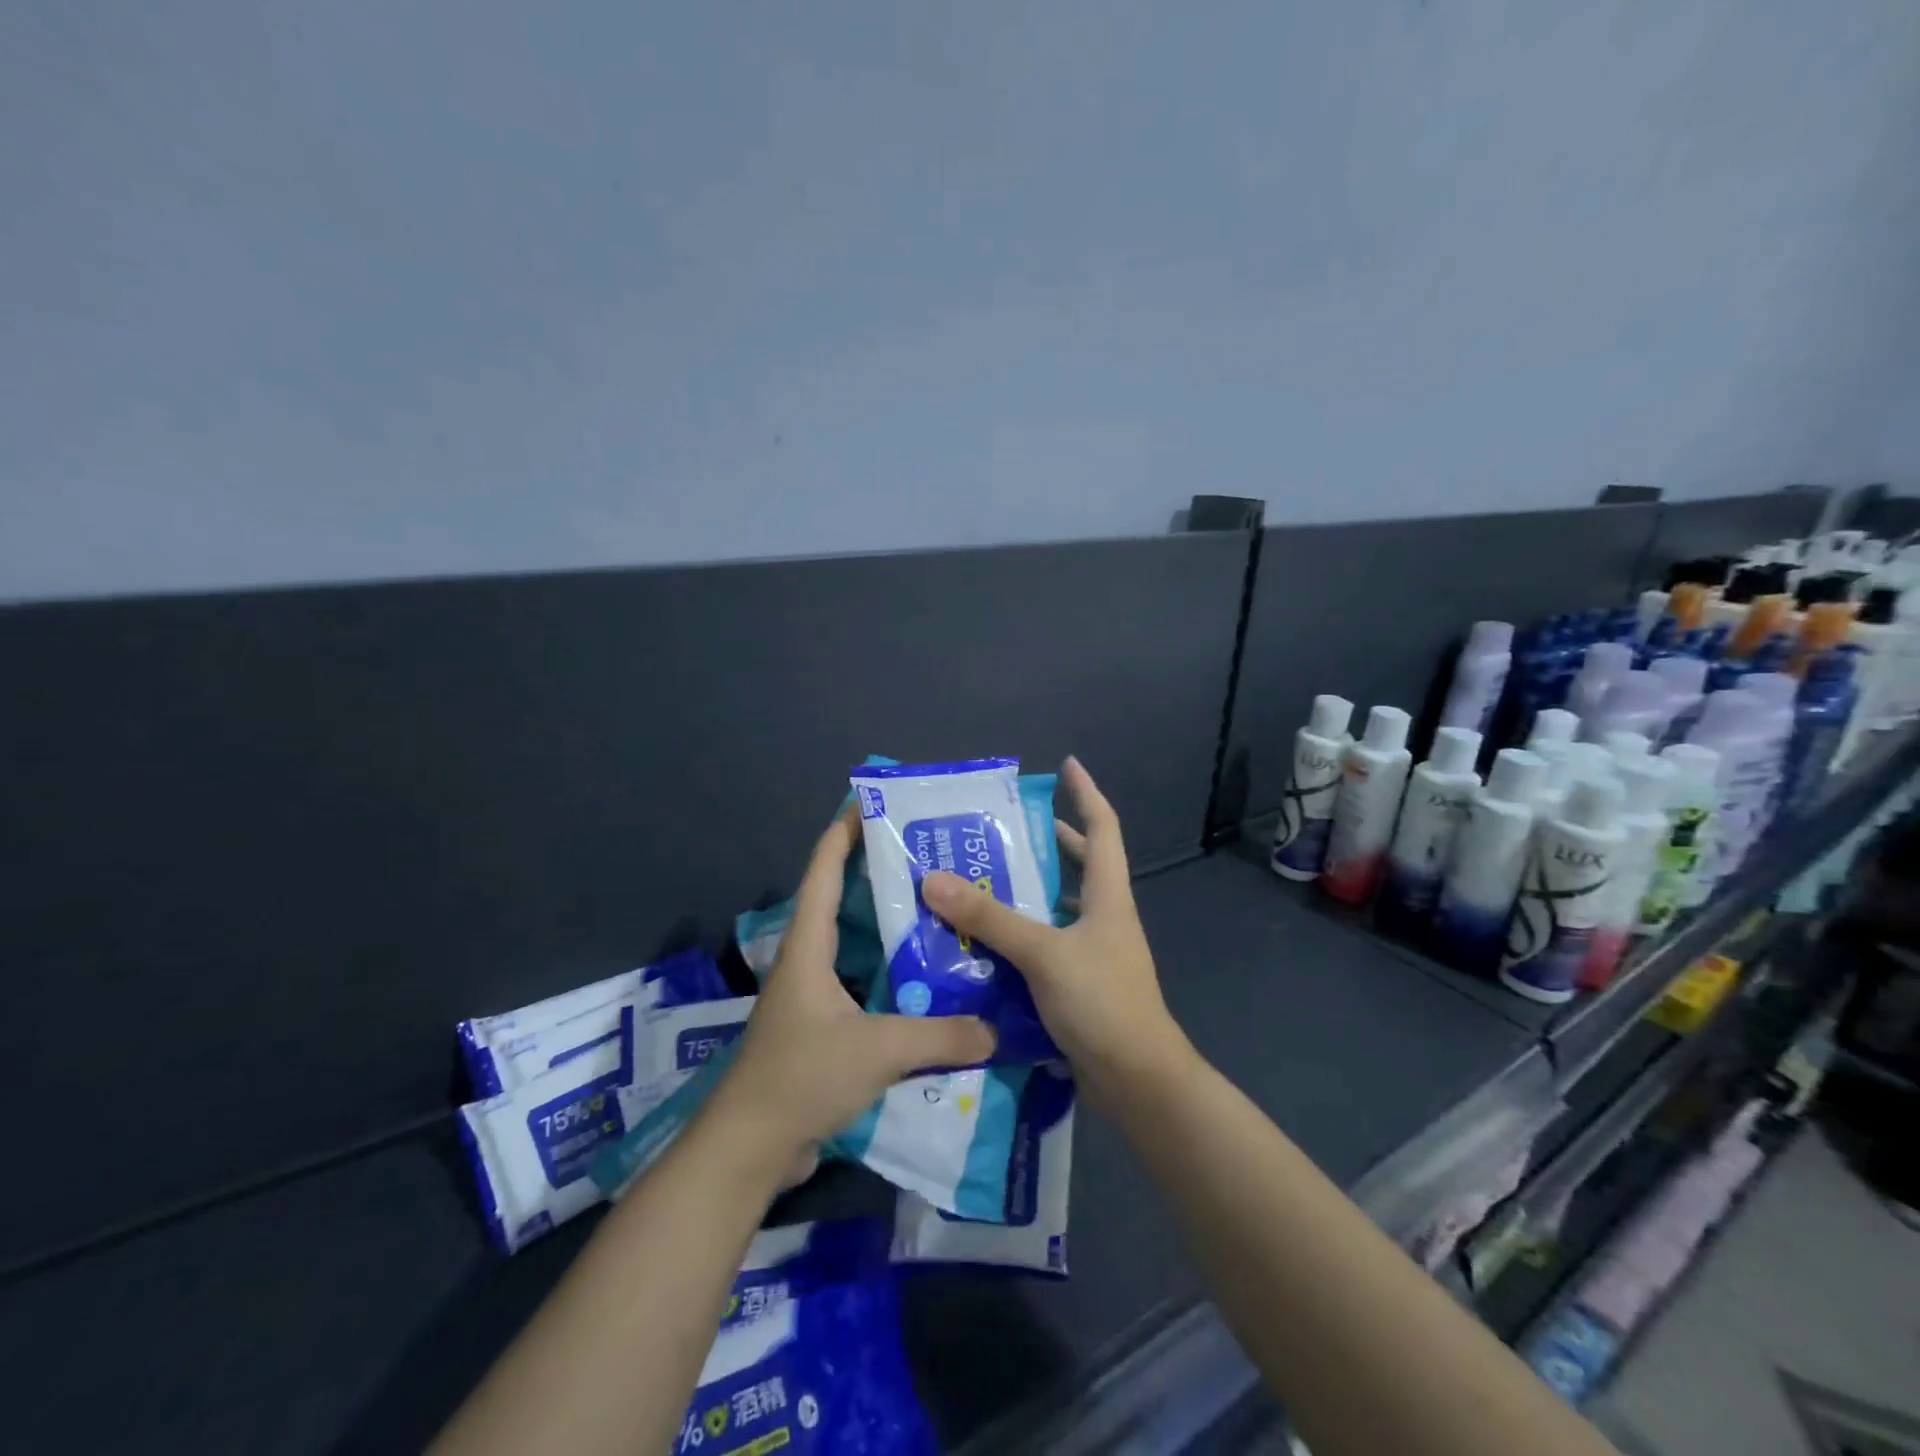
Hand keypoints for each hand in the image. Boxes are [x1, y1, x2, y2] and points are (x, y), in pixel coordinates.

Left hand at [709, 804, 996, 1167]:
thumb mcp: (878, 1049)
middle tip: (927, 858)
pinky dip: (890, 974)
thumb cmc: (802, 1076)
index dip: (843, 833)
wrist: (749, 1148)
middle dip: (877, 874)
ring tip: (937, 913)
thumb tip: (996, 1029)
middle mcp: (808, 962)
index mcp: (808, 947)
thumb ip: (941, 1036)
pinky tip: (927, 982)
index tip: (872, 803)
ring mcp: (812, 997)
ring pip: (855, 946)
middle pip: (840, 901)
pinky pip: (862, 985)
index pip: (822, 871)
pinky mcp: (821, 1029)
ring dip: (887, 927)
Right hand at [922, 757, 1193, 1108]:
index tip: (1066, 765)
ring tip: (983, 877)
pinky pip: (1046, 943)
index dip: (1086, 792)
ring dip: (1029, 890)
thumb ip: (990, 916)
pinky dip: (1021, 934)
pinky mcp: (1079, 983)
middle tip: (1003, 827)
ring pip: (1059, 905)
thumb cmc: (1102, 1003)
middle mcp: (1104, 916)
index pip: (1103, 827)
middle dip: (1049, 840)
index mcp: (1108, 895)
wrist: (1138, 1081)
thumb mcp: (1043, 953)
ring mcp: (1094, 952)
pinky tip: (986, 940)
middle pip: (1081, 863)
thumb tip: (934, 879)